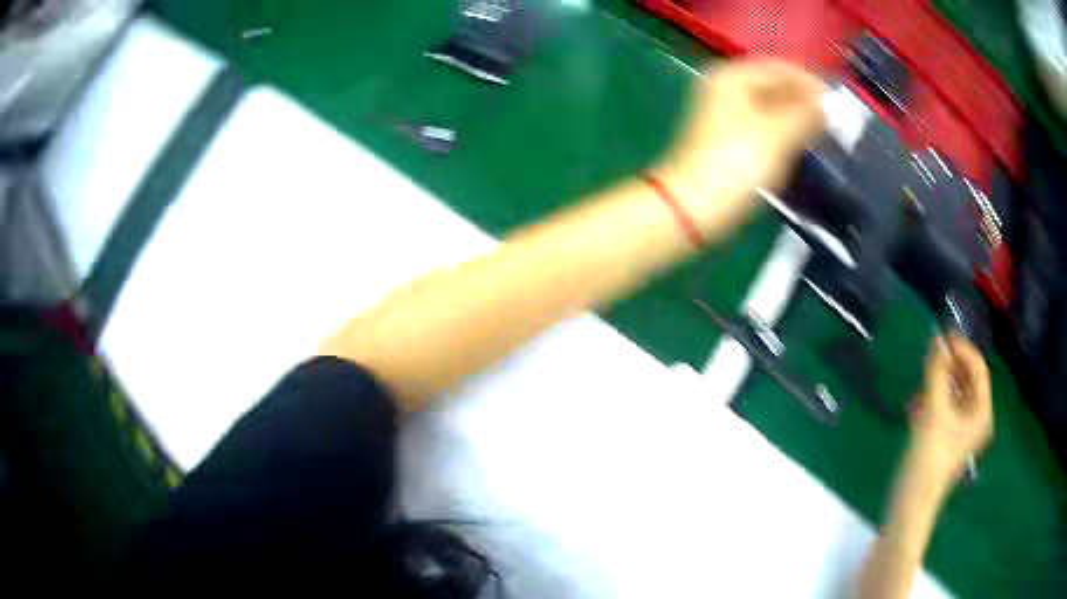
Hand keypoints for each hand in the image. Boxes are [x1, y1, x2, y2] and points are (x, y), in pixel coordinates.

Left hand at [659, 59, 825, 230]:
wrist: (695, 207)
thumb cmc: (737, 163)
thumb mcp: (778, 132)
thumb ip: (806, 113)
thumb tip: (827, 103)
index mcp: (734, 76)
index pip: (781, 68)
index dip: (812, 84)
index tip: (839, 106)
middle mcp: (728, 88)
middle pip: (777, 87)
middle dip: (806, 103)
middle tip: (836, 125)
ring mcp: (728, 115)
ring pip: (773, 109)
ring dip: (798, 120)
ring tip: (824, 137)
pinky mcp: (731, 140)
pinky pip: (766, 128)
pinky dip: (785, 135)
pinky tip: (802, 148)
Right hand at [909, 335, 993, 484]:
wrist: (909, 506)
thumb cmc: (927, 460)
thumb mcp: (932, 413)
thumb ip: (936, 374)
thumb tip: (937, 339)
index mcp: (981, 412)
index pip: (978, 368)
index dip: (961, 349)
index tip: (941, 336)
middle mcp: (976, 418)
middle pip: (967, 379)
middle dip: (949, 366)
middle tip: (928, 356)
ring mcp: (962, 430)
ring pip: (954, 393)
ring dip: (938, 383)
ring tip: (920, 382)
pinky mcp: (947, 439)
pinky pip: (945, 408)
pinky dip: (933, 401)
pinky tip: (916, 405)